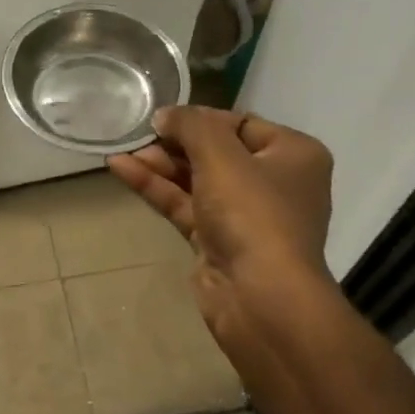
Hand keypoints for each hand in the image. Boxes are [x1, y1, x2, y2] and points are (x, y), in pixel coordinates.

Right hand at [107, 106, 339, 368]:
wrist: (261, 298)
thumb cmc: (253, 213)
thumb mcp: (221, 155)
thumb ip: (191, 125)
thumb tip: (165, 115)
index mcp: (293, 155)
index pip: (241, 123)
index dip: (200, 118)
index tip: (162, 117)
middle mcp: (274, 182)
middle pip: (216, 152)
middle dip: (174, 143)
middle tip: (138, 134)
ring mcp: (245, 215)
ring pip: (196, 180)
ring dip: (160, 165)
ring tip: (121, 150)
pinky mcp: (217, 241)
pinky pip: (184, 205)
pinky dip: (156, 188)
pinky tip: (122, 169)